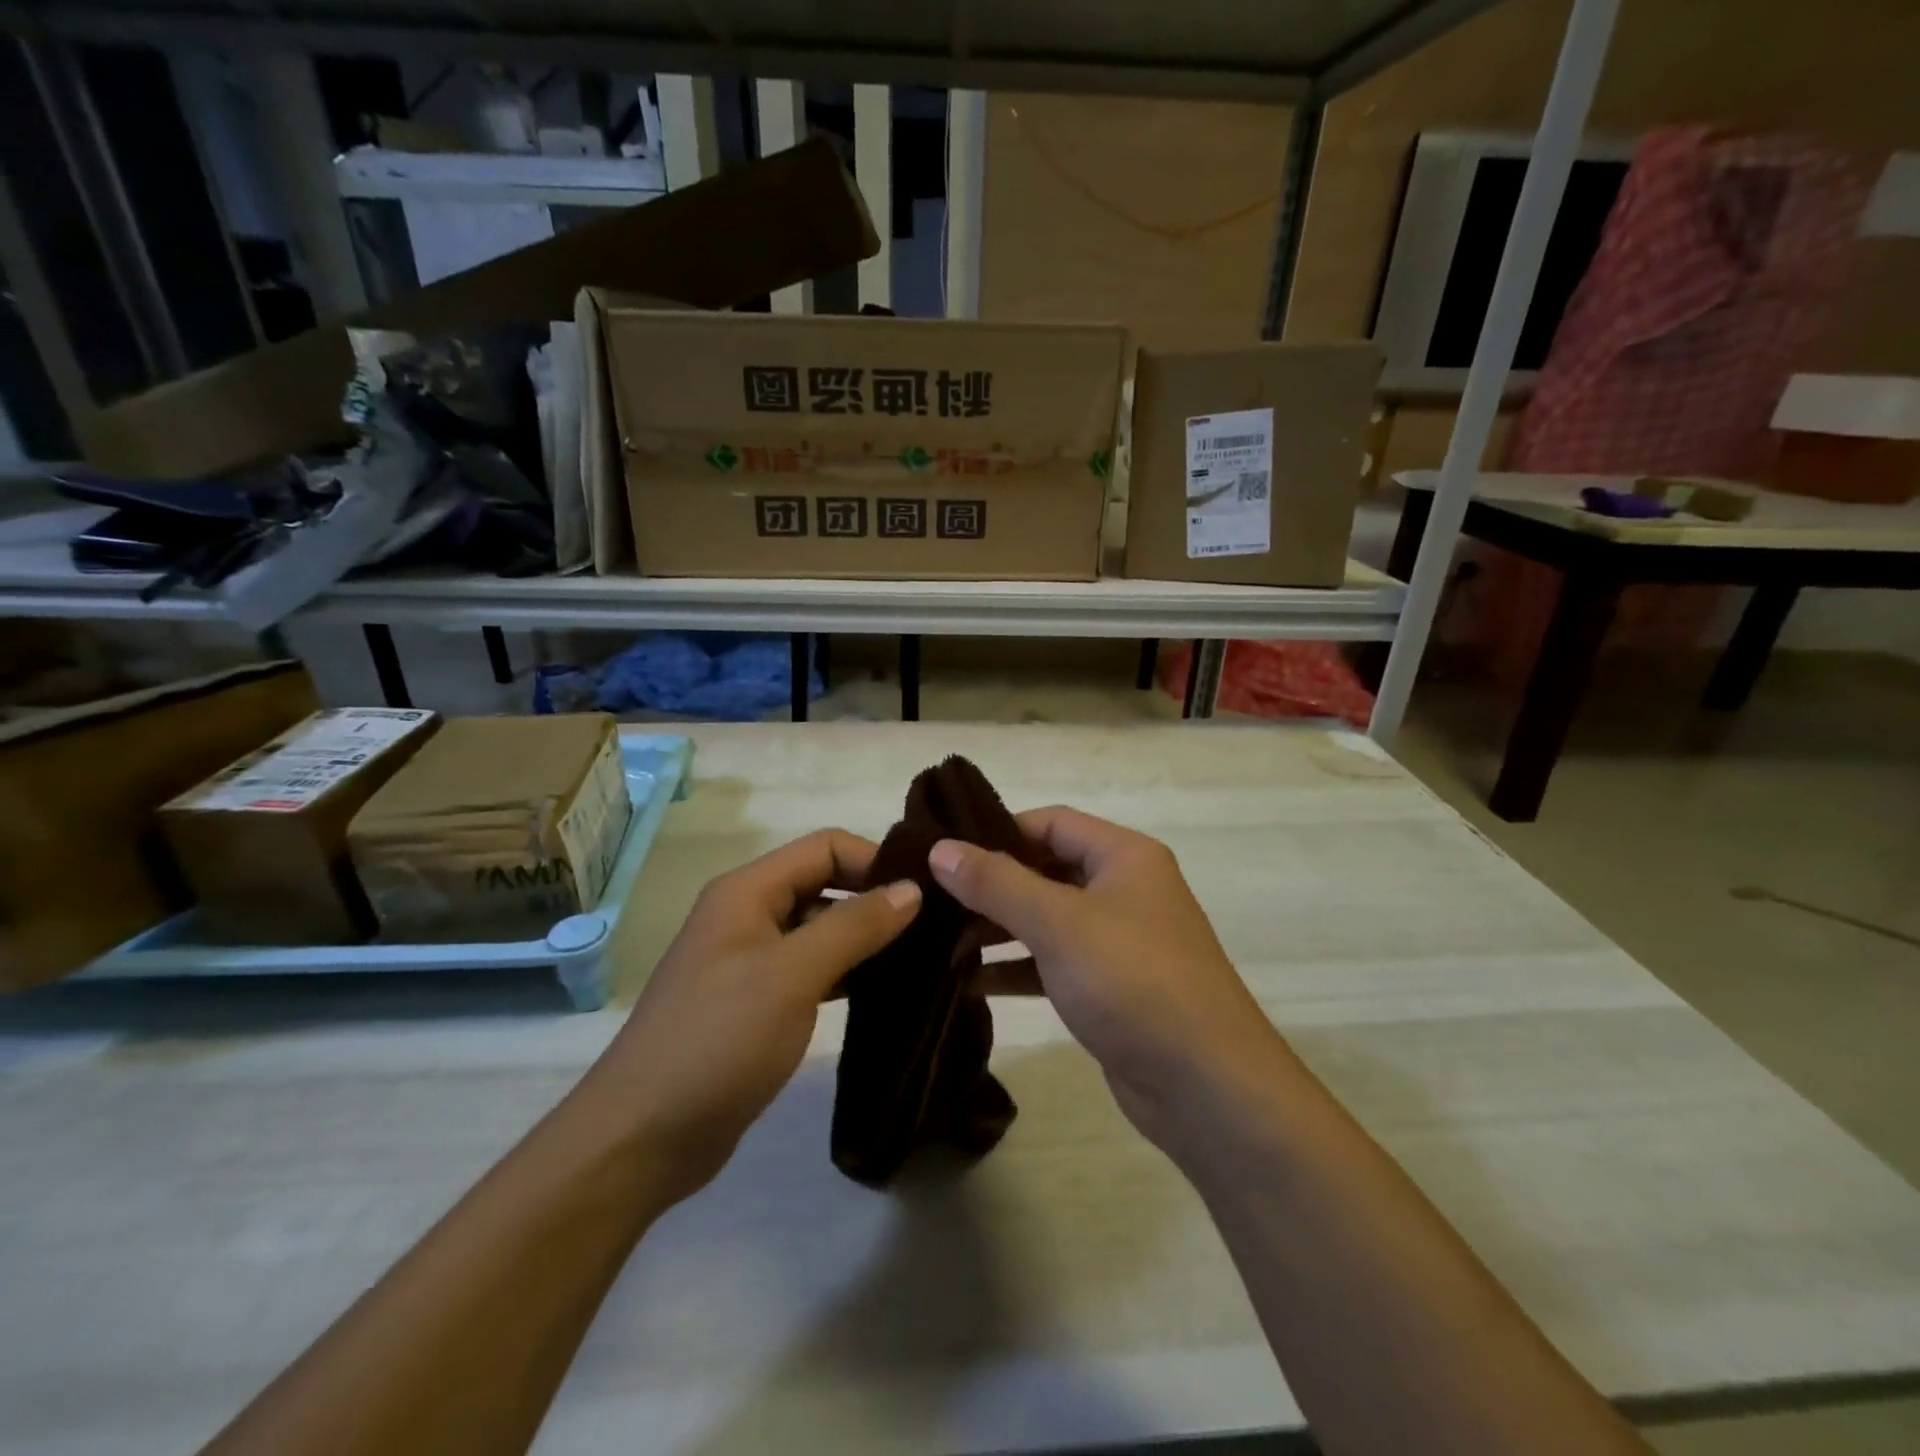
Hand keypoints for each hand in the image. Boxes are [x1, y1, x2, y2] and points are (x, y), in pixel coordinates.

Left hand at [588, 830, 921, 1204]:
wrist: (642, 1138)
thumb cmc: (717, 1040)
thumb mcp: (791, 975)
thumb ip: (853, 926)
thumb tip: (911, 888)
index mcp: (748, 891)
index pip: (825, 847)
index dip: (875, 861)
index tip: (925, 894)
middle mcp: (749, 914)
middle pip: (825, 884)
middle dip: (876, 899)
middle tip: (935, 927)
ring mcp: (752, 960)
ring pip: (822, 929)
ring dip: (867, 938)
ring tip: (923, 958)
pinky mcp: (759, 1003)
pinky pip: (813, 969)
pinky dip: (849, 972)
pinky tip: (886, 991)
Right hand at [928, 807, 1292, 1160]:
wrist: (1206, 1086)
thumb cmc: (1132, 981)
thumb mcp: (1059, 923)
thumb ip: (996, 883)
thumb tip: (940, 848)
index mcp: (1124, 856)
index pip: (1051, 822)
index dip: (998, 832)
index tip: (945, 851)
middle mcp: (1124, 889)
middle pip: (1046, 870)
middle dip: (992, 886)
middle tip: (934, 900)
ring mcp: (1119, 941)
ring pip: (1047, 919)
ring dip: (999, 929)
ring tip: (942, 943)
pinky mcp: (1111, 988)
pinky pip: (1054, 962)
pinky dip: (1017, 968)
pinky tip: (972, 982)